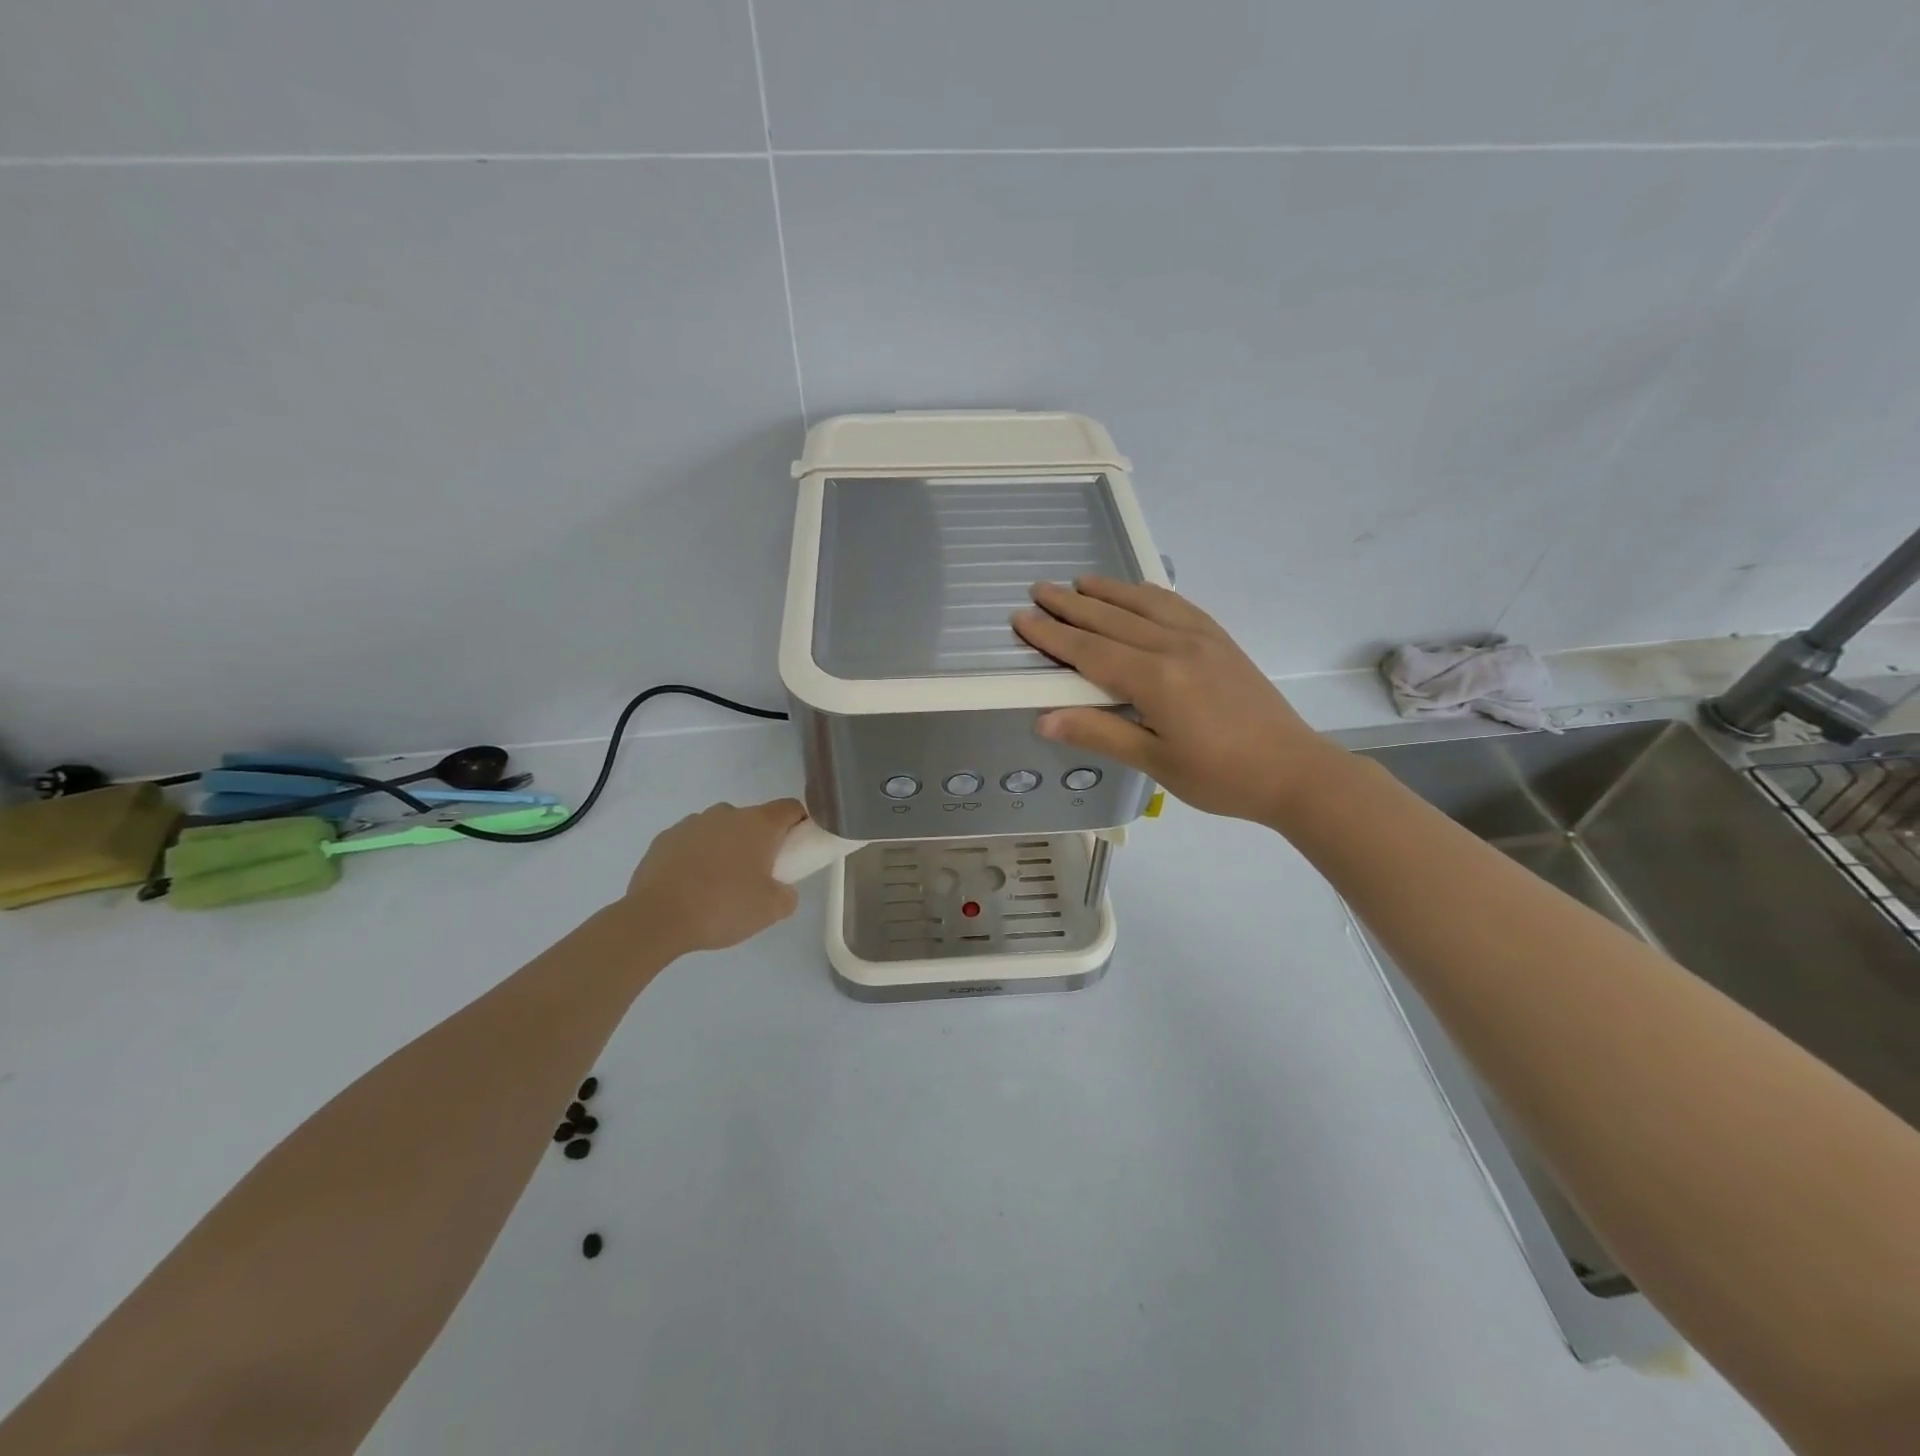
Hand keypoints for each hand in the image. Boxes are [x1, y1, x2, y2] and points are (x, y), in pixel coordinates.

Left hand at [622, 799, 806, 953]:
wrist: (655, 918)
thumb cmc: (722, 907)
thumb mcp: (772, 910)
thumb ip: (788, 894)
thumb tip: (782, 888)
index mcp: (758, 824)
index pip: (791, 808)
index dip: (800, 825)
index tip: (797, 850)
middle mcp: (726, 813)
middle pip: (754, 820)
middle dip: (760, 843)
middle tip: (757, 878)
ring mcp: (692, 823)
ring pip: (721, 830)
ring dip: (726, 848)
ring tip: (718, 886)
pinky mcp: (664, 838)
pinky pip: (692, 842)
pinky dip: (697, 857)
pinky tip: (691, 886)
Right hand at [1013, 578, 1342, 823]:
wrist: (1294, 770)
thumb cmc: (1220, 776)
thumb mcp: (1155, 762)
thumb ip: (1100, 732)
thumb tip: (1044, 718)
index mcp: (1155, 679)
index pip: (1089, 650)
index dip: (1052, 635)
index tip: (1021, 619)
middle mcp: (1175, 646)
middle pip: (1111, 619)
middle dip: (1070, 604)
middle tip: (1038, 589)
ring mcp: (1201, 638)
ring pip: (1143, 604)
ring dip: (1107, 591)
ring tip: (1078, 581)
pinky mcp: (1221, 640)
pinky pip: (1177, 605)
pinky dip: (1148, 594)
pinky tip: (1138, 592)